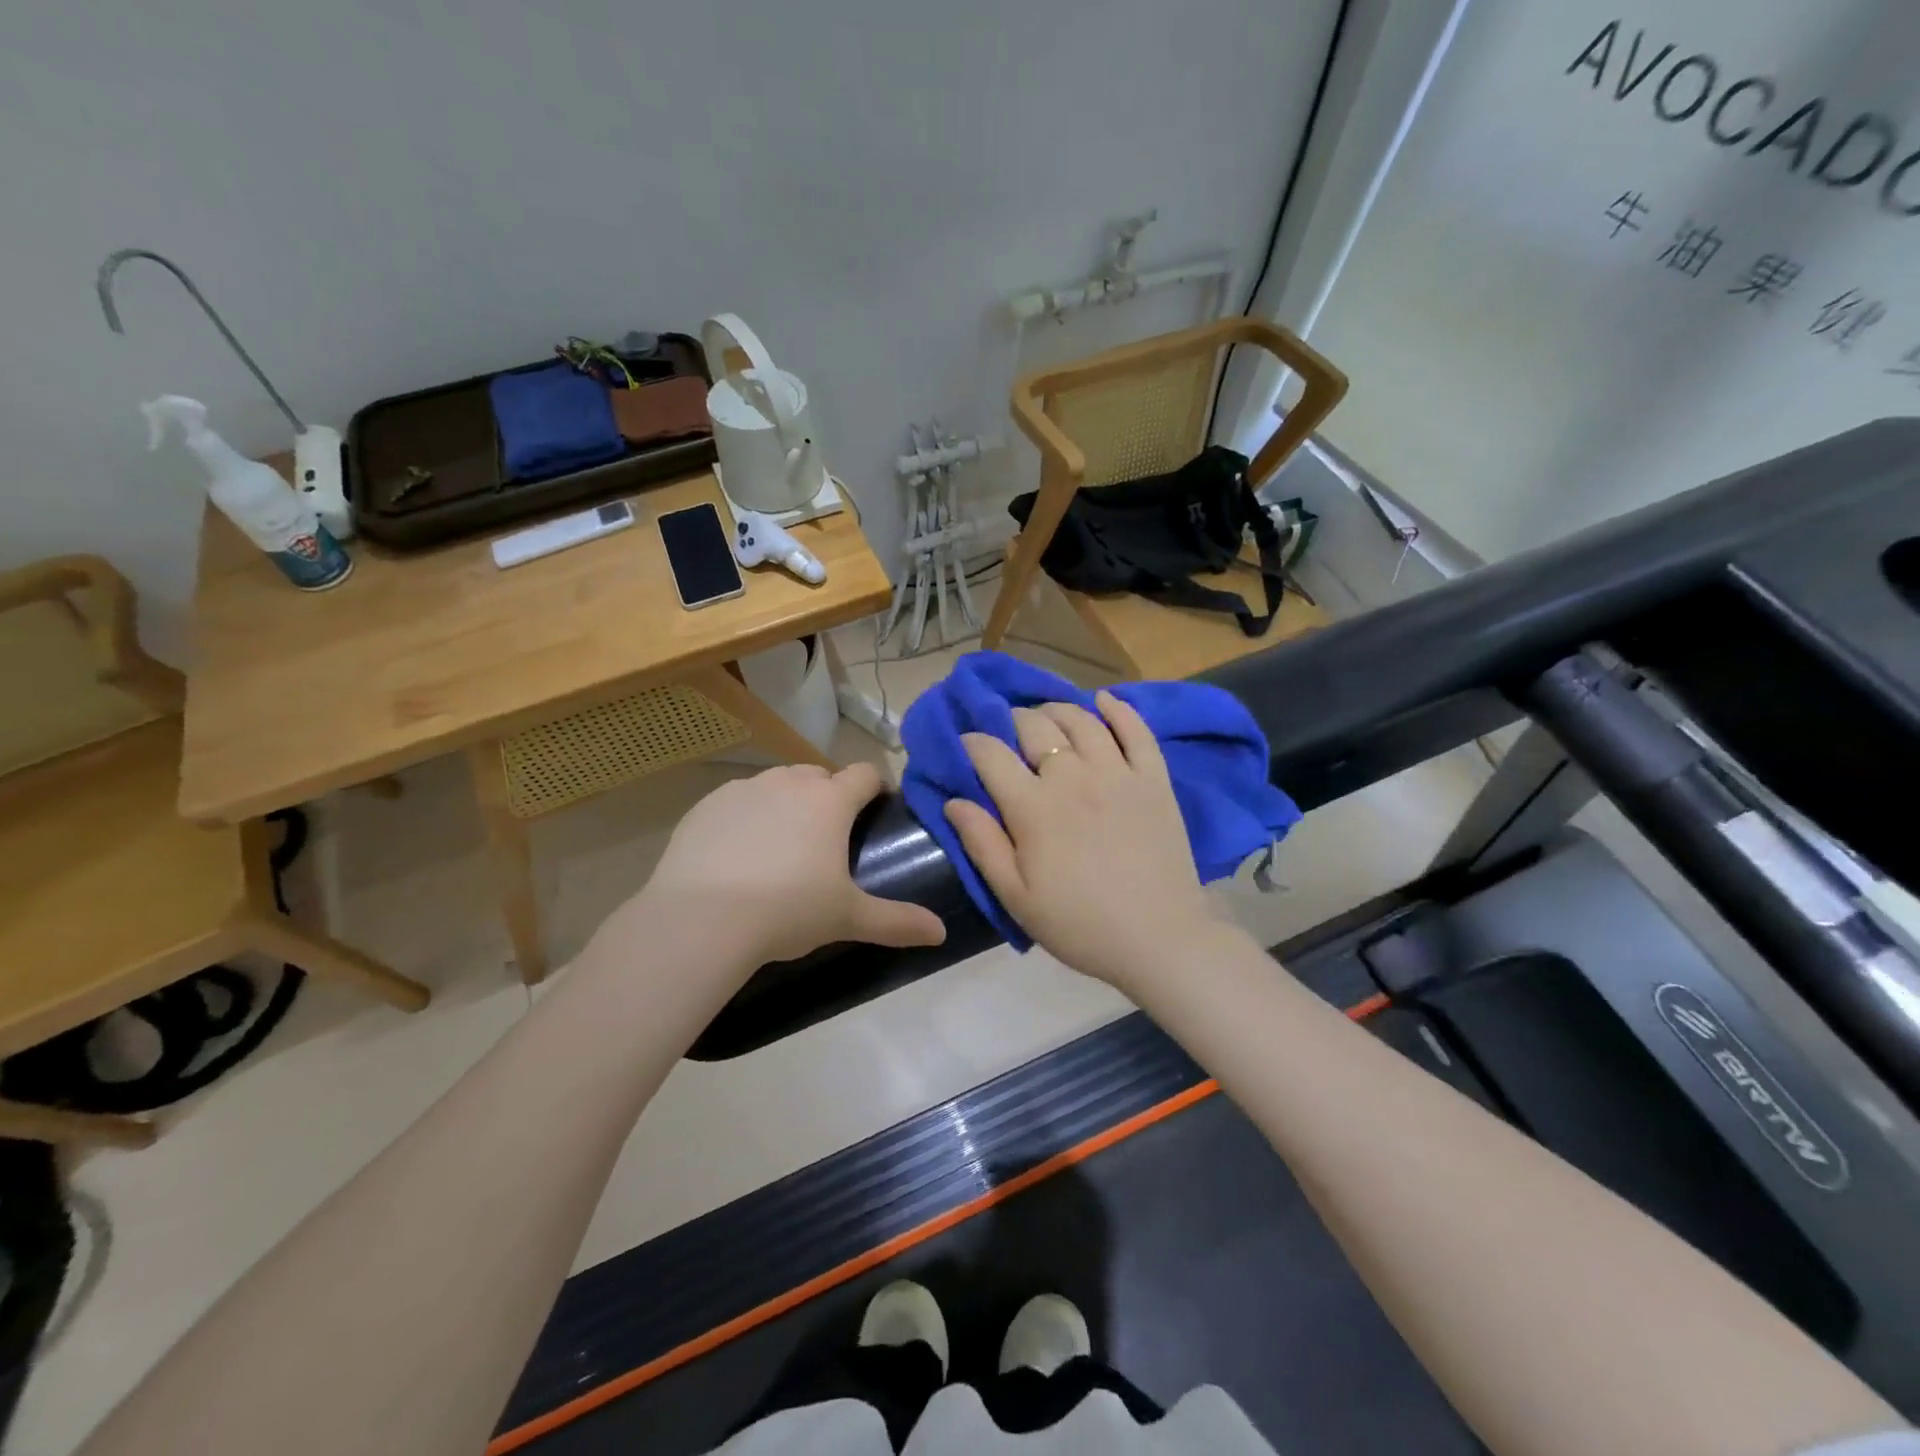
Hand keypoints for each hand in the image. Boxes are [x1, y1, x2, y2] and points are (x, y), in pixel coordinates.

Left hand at [632, 762, 945, 971]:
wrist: (701, 919)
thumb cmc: (787, 911)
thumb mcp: (847, 918)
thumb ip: (898, 922)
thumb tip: (941, 933)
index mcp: (830, 801)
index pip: (866, 774)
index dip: (876, 786)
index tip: (878, 807)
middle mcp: (790, 783)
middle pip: (820, 775)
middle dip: (830, 795)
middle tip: (829, 837)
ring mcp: (744, 789)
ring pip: (777, 783)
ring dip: (788, 801)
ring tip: (782, 844)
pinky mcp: (707, 805)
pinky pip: (738, 799)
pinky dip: (747, 815)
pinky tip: (738, 852)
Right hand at [944, 692, 1220, 992]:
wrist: (1159, 940)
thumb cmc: (1079, 924)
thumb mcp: (1016, 897)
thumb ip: (983, 844)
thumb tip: (954, 801)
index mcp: (1034, 807)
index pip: (991, 754)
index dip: (972, 743)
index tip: (966, 745)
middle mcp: (1074, 777)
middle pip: (1035, 726)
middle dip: (1012, 721)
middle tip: (1008, 734)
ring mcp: (1118, 773)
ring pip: (1081, 719)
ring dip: (1056, 710)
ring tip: (1046, 717)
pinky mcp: (1154, 779)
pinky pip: (1137, 730)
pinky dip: (1118, 709)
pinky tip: (1104, 700)